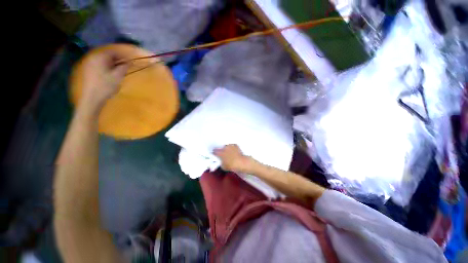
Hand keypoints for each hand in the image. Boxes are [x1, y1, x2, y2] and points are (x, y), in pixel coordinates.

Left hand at [80, 50, 127, 111]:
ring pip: (104, 60)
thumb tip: (130, 62)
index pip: (113, 51)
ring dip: (113, 63)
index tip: (131, 59)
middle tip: (127, 64)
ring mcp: (89, 64)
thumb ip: (124, 67)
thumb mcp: (118, 76)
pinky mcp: (88, 70)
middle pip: (108, 55)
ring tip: (120, 69)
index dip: (123, 55)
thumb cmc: (106, 86)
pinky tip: (111, 72)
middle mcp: (93, 58)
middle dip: (118, 59)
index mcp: (100, 57)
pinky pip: (100, 64)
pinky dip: (107, 66)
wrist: (92, 98)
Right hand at [213, 144, 255, 173]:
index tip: (215, 155)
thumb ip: (220, 162)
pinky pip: (232, 146)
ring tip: (229, 152)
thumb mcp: (223, 167)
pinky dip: (232, 148)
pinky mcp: (236, 145)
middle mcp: (224, 147)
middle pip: (221, 148)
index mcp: (220, 152)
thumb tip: (220, 161)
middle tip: (222, 154)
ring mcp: (230, 146)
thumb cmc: (231, 165)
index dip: (214, 153)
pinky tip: (234, 151)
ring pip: (226, 146)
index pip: (214, 151)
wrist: (242, 162)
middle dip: (221, 150)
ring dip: (227, 149)